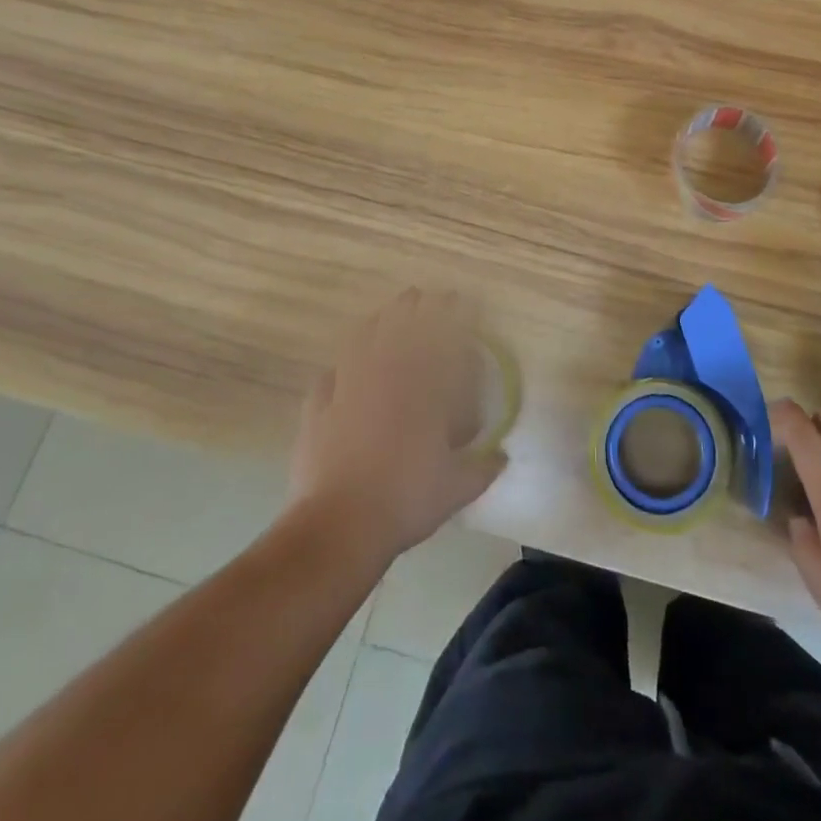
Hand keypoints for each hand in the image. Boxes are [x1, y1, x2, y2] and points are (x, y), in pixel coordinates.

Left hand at [288, 289, 506, 562]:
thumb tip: (503, 457)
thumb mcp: (457, 488)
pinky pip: (325, 380)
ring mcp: (346, 392)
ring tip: (382, 315)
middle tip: (421, 295)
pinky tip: (336, 369)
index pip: (439, 340)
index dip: (451, 316)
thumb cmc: (405, 500)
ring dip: (373, 325)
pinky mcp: (317, 412)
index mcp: (421, 392)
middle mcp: (384, 381)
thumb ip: (483, 468)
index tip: (461, 299)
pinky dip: (334, 370)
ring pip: (359, 344)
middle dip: (412, 308)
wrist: (340, 525)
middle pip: (397, 330)